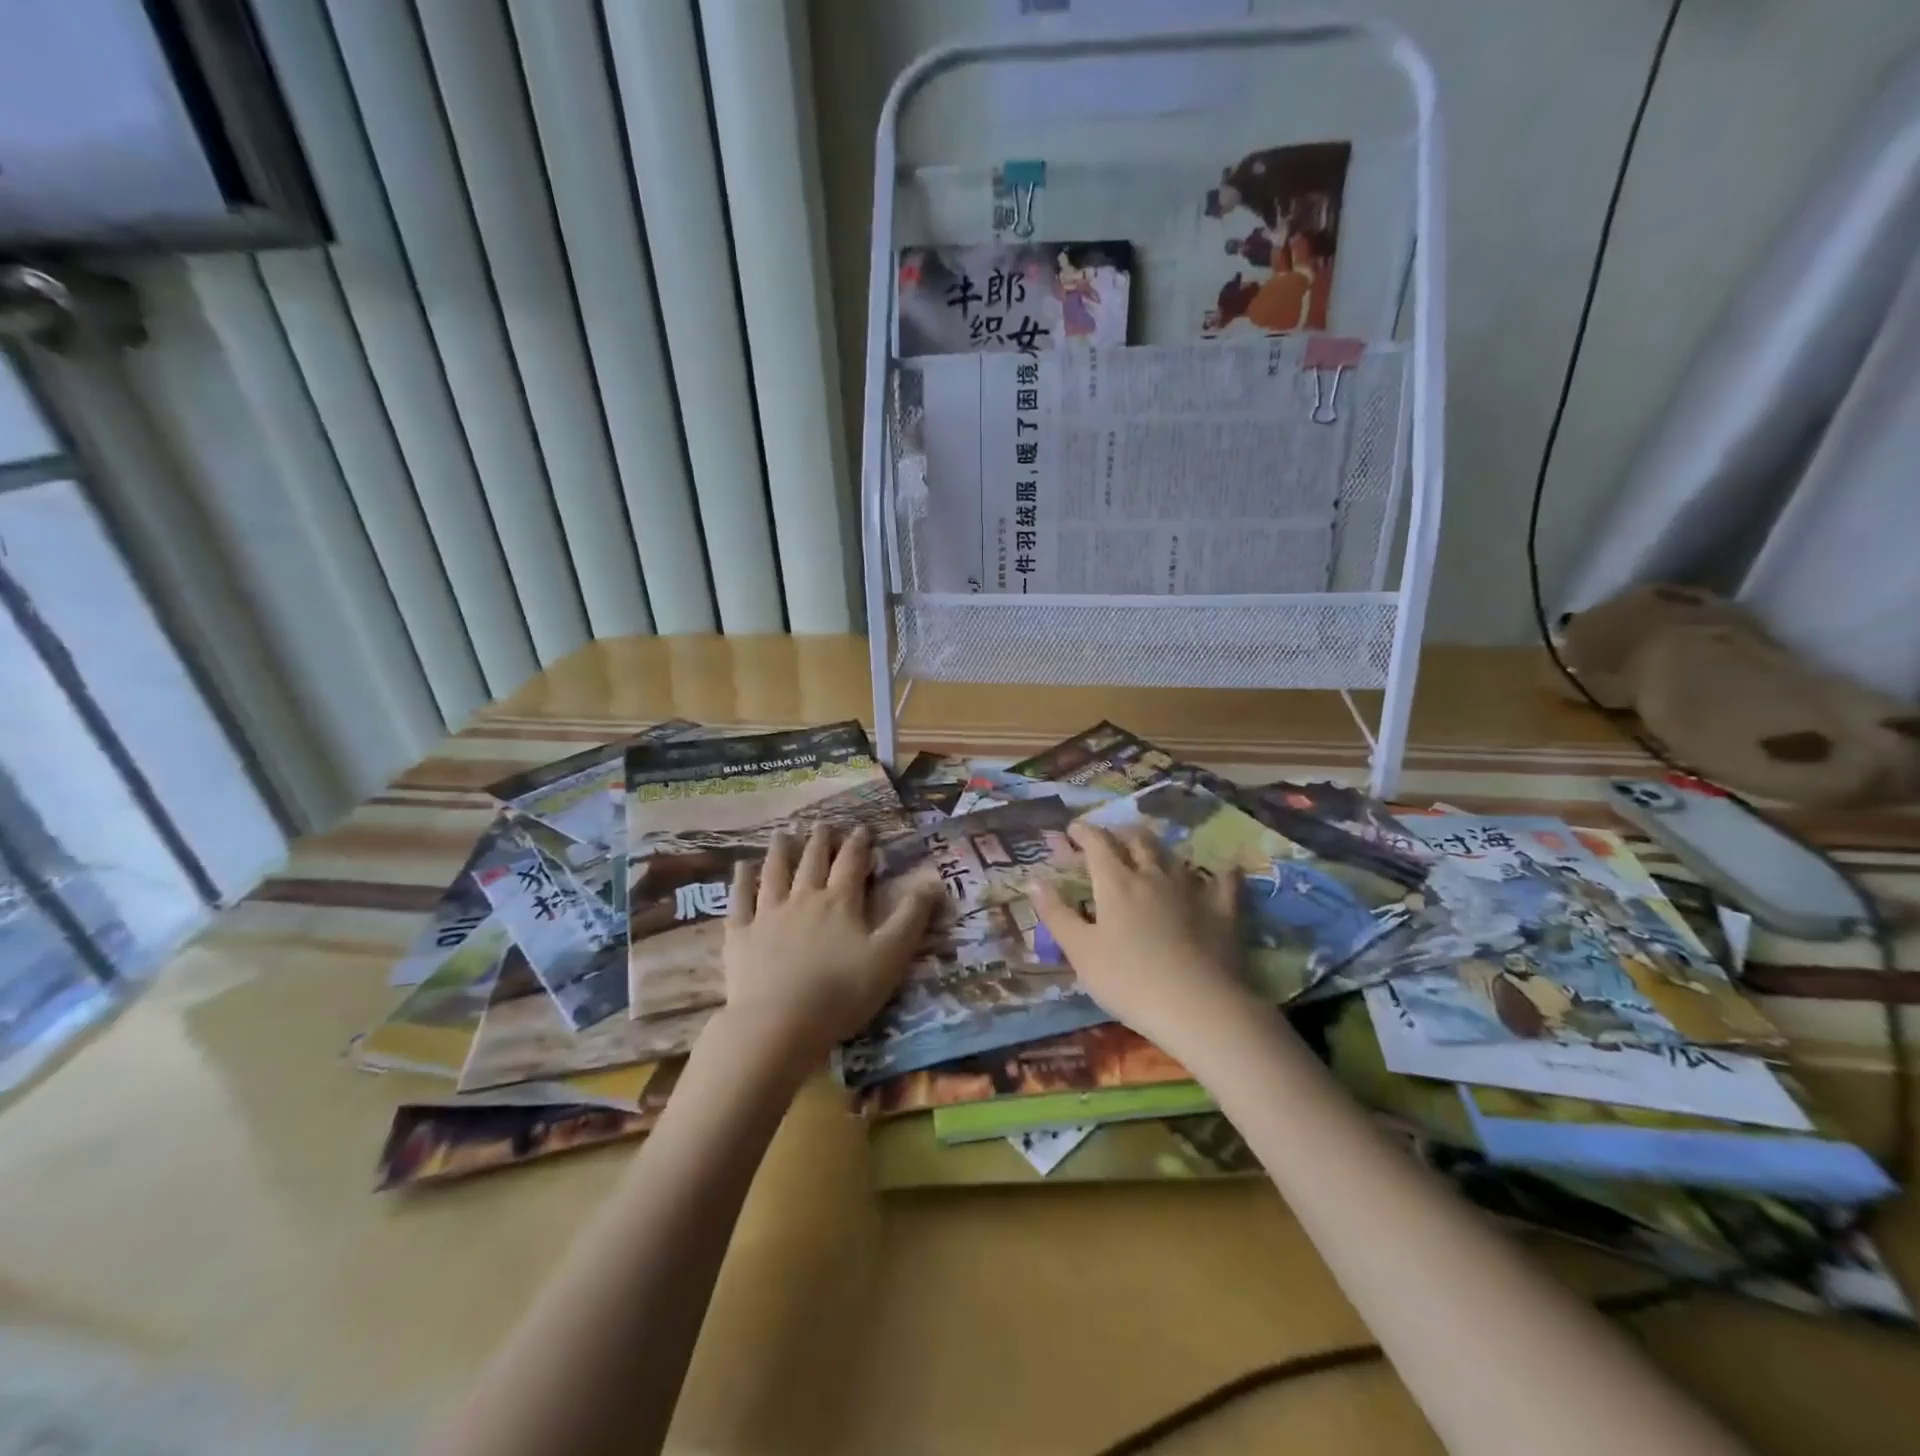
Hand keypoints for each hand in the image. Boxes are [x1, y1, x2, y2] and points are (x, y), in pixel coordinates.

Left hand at [720, 825, 938, 1062]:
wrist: (779, 1024)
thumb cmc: (842, 992)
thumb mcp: (890, 956)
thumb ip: (912, 917)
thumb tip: (933, 880)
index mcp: (840, 903)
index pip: (851, 863)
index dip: (858, 844)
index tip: (861, 828)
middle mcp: (804, 899)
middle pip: (812, 861)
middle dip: (820, 841)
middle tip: (822, 824)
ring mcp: (768, 915)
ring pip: (775, 873)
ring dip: (780, 851)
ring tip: (783, 834)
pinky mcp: (740, 936)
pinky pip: (739, 900)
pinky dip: (741, 880)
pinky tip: (740, 867)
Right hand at [1032, 821, 1251, 1054]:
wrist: (1198, 1006)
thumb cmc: (1128, 980)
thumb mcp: (1081, 951)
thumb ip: (1056, 914)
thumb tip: (1033, 880)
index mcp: (1115, 883)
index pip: (1097, 844)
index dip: (1083, 832)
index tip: (1072, 829)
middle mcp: (1153, 876)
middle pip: (1137, 841)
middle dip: (1120, 834)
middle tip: (1110, 838)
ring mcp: (1190, 891)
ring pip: (1173, 857)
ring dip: (1158, 849)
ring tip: (1151, 851)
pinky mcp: (1222, 911)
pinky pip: (1223, 883)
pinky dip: (1220, 873)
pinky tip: (1224, 869)